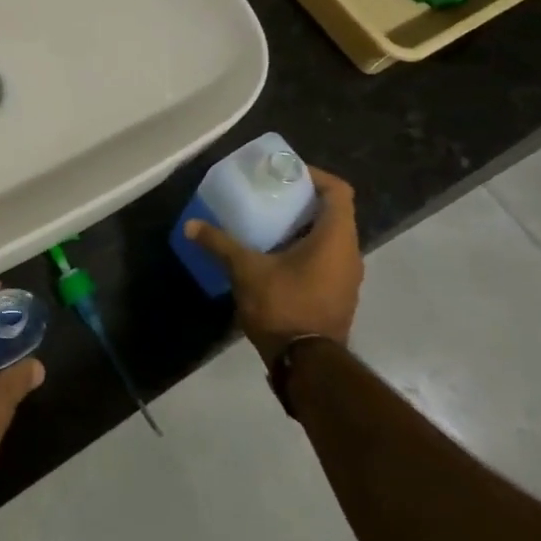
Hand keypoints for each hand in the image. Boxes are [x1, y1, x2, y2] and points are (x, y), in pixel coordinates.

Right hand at [184, 165, 361, 365]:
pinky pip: (326, 261)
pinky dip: (305, 252)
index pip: (339, 191)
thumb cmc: (284, 306)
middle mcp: (350, 254)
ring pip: (330, 240)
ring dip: (303, 229)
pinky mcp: (338, 297)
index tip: (285, 174)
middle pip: (333, 214)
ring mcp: (347, 279)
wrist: (306, 365)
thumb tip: (191, 225)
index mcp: (335, 238)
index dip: (315, 176)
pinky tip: (275, 258)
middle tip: (270, 196)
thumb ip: (220, 243)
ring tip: (268, 225)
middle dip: (302, 202)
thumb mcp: (246, 270)